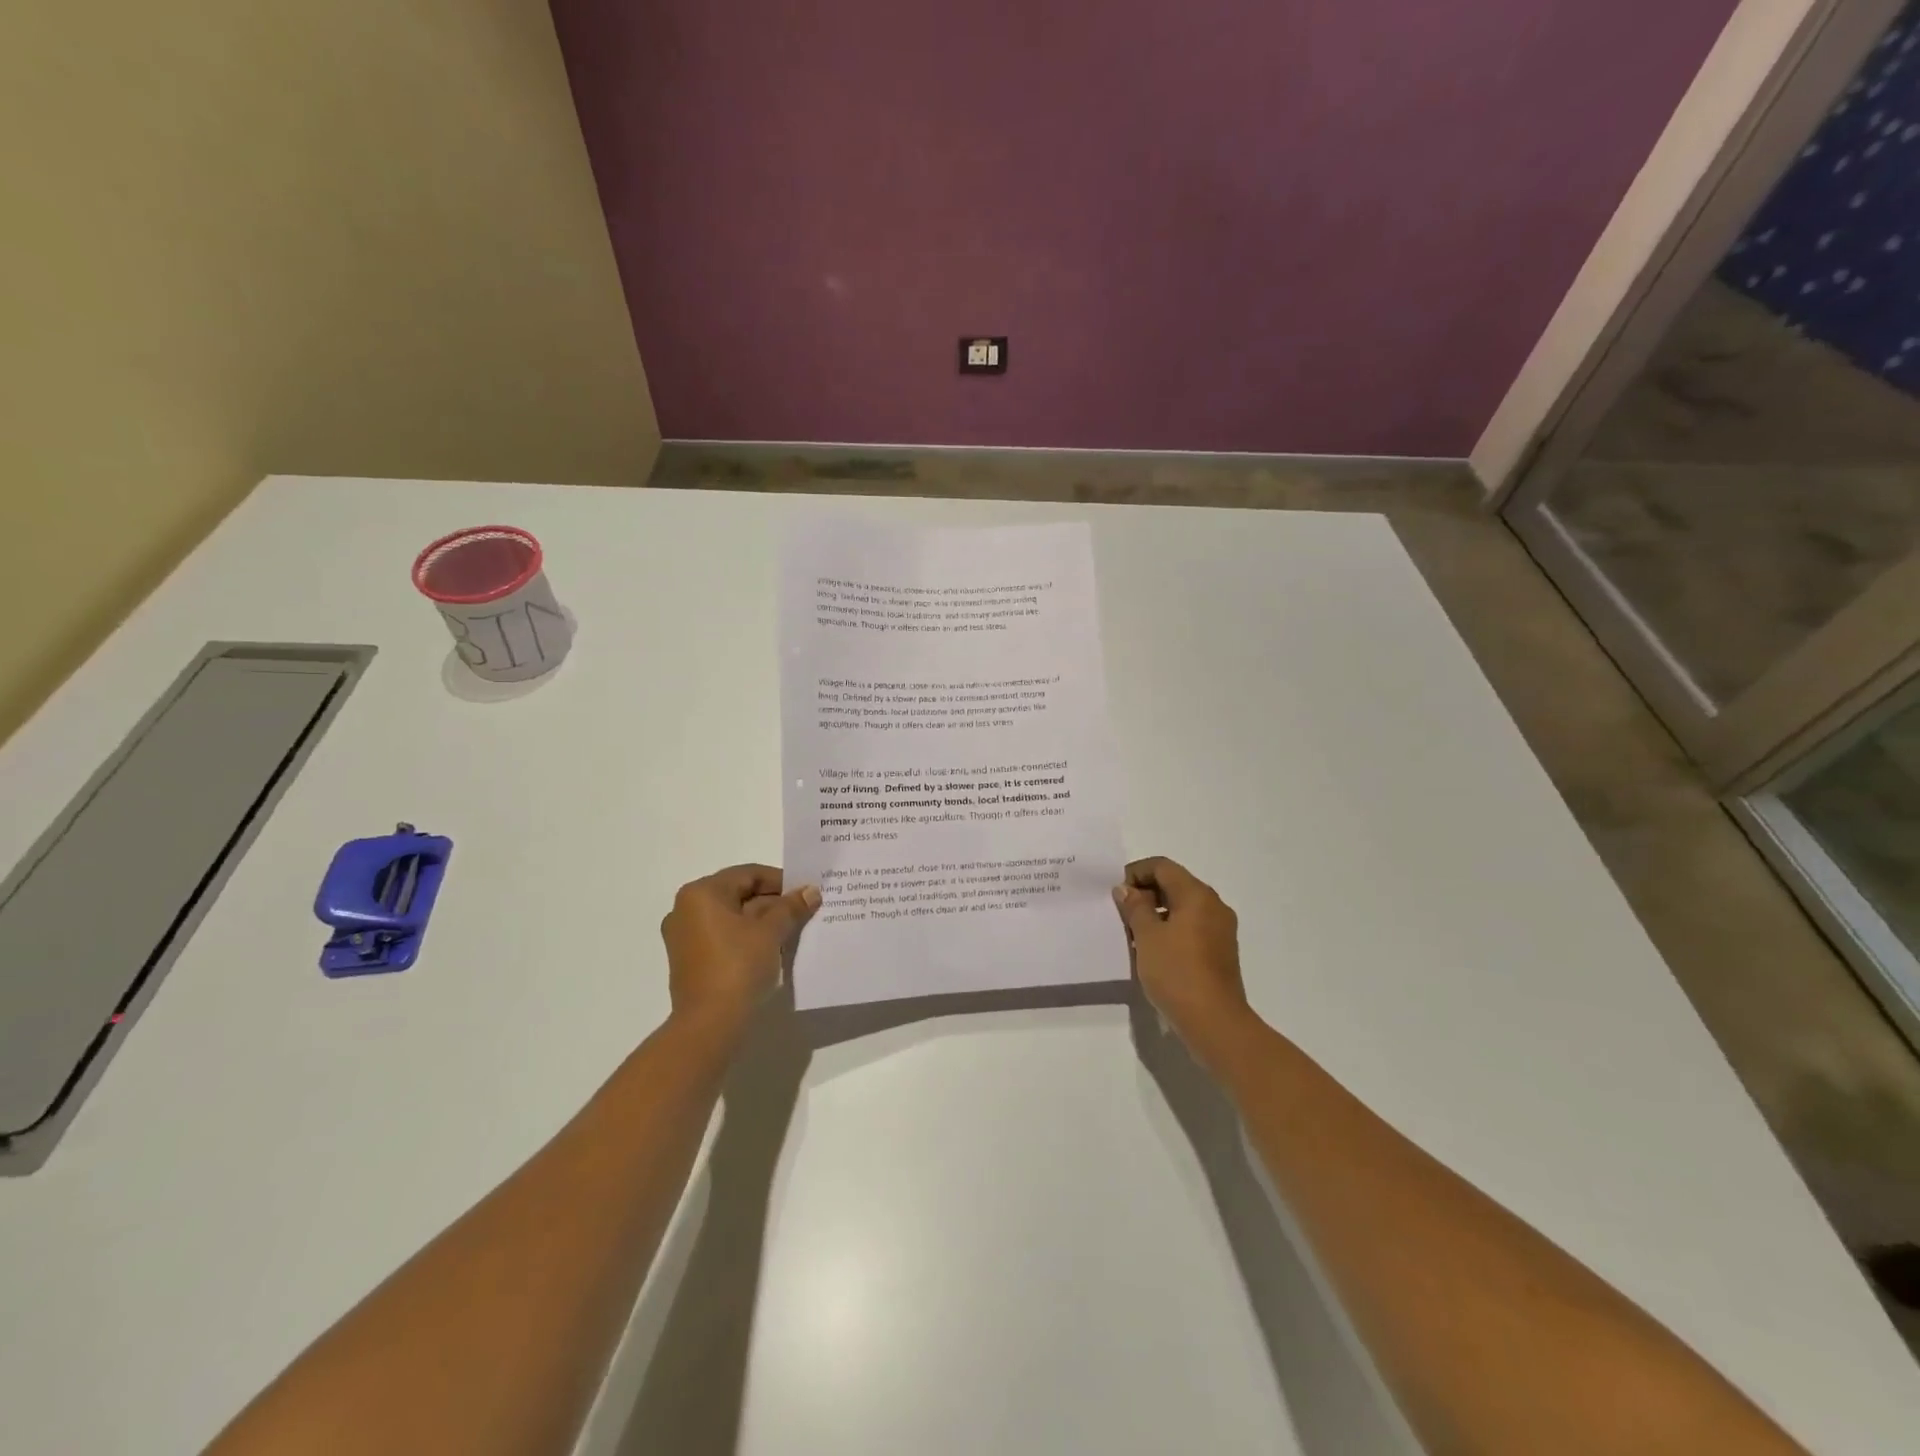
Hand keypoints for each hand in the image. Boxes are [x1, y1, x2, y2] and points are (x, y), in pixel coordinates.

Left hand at [660, 864, 819, 1031]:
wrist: (709, 1024)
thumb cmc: (738, 966)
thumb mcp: (770, 932)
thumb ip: (791, 907)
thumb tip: (810, 891)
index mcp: (701, 893)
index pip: (748, 874)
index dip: (781, 881)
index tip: (805, 893)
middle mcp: (686, 909)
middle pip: (739, 894)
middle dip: (773, 903)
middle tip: (803, 912)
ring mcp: (685, 937)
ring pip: (732, 918)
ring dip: (762, 922)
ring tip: (793, 930)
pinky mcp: (690, 960)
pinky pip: (723, 938)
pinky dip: (747, 938)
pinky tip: (772, 949)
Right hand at [1114, 857, 1255, 1070]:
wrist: (1215, 1023)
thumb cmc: (1177, 972)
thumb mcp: (1146, 936)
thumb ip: (1135, 907)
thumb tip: (1126, 889)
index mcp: (1197, 895)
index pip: (1162, 867)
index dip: (1135, 873)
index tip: (1116, 894)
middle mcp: (1213, 906)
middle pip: (1174, 885)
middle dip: (1145, 894)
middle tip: (1121, 915)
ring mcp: (1220, 930)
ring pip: (1182, 908)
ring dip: (1156, 914)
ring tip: (1132, 935)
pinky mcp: (1220, 952)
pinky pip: (1191, 928)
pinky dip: (1170, 930)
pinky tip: (1152, 952)